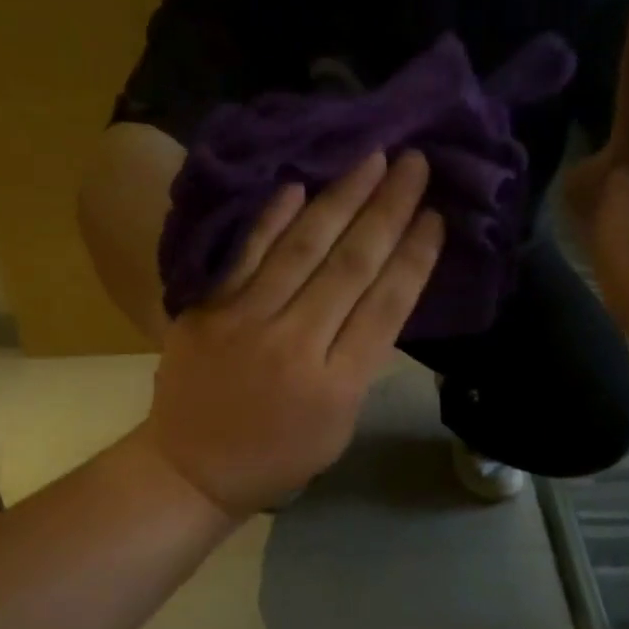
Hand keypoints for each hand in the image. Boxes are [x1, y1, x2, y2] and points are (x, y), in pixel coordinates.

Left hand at [146, 152, 444, 515]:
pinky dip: (274, 218)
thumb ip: (359, 362)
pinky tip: (300, 184)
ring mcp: (246, 322)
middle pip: (351, 265)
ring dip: (341, 198)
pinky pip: (247, 254)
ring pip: (303, 248)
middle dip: (388, 210)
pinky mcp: (207, 309)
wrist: (191, 469)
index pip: (386, 305)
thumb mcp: (339, 425)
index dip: (415, 256)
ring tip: (372, 159)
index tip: (436, 215)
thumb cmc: (276, 458)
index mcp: (337, 385)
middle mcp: (296, 344)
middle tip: (414, 163)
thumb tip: (377, 295)